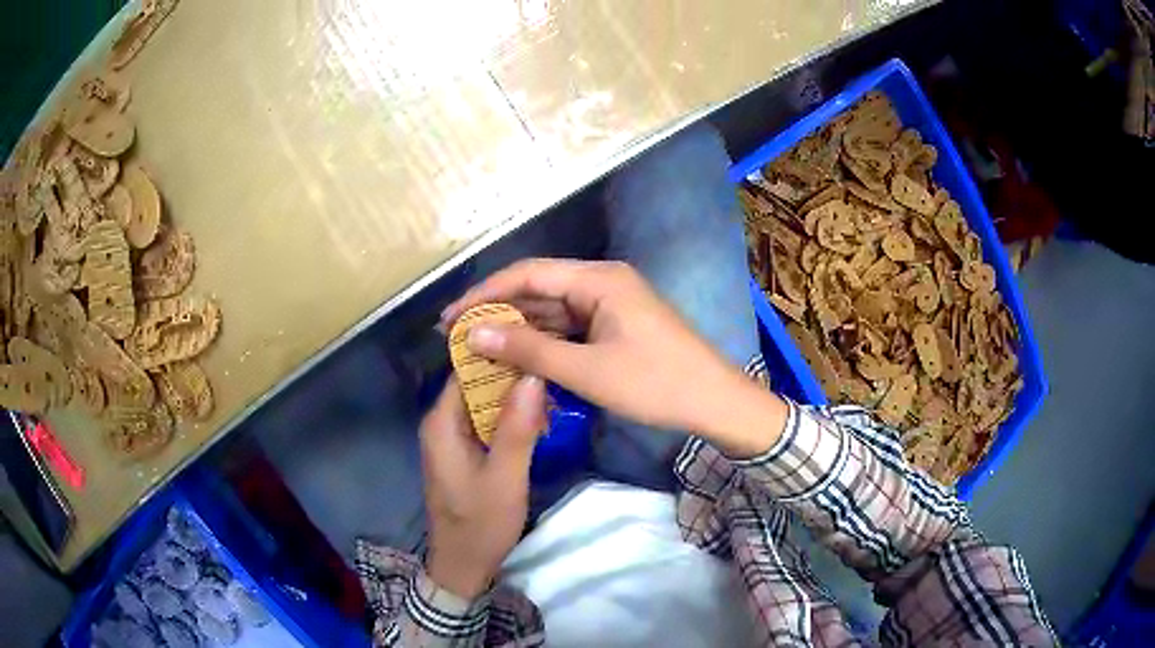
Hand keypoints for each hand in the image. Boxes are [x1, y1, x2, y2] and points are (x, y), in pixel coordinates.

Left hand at [420, 376, 545, 598]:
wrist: (463, 564)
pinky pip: (484, 423)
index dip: (500, 354)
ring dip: (514, 399)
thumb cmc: (481, 523)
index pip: (467, 370)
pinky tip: (537, 422)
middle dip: (512, 377)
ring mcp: (450, 439)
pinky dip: (509, 419)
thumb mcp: (505, 477)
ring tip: (552, 394)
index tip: (537, 344)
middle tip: (553, 372)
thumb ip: (517, 428)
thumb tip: (533, 375)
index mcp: (442, 423)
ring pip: (483, 403)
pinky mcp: (462, 452)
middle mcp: (440, 423)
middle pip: (475, 384)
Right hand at [441, 259, 786, 456]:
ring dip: (519, 329)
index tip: (451, 318)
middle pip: (538, 289)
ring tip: (479, 350)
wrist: (716, 402)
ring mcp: (610, 303)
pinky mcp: (615, 324)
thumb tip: (474, 335)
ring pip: (552, 310)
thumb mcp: (587, 371)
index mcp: (598, 279)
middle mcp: (602, 281)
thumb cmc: (656, 384)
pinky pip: (570, 327)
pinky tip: (518, 357)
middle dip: (499, 313)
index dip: (485, 294)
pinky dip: (544, 341)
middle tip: (458, 337)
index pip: (527, 273)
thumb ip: (529, 350)